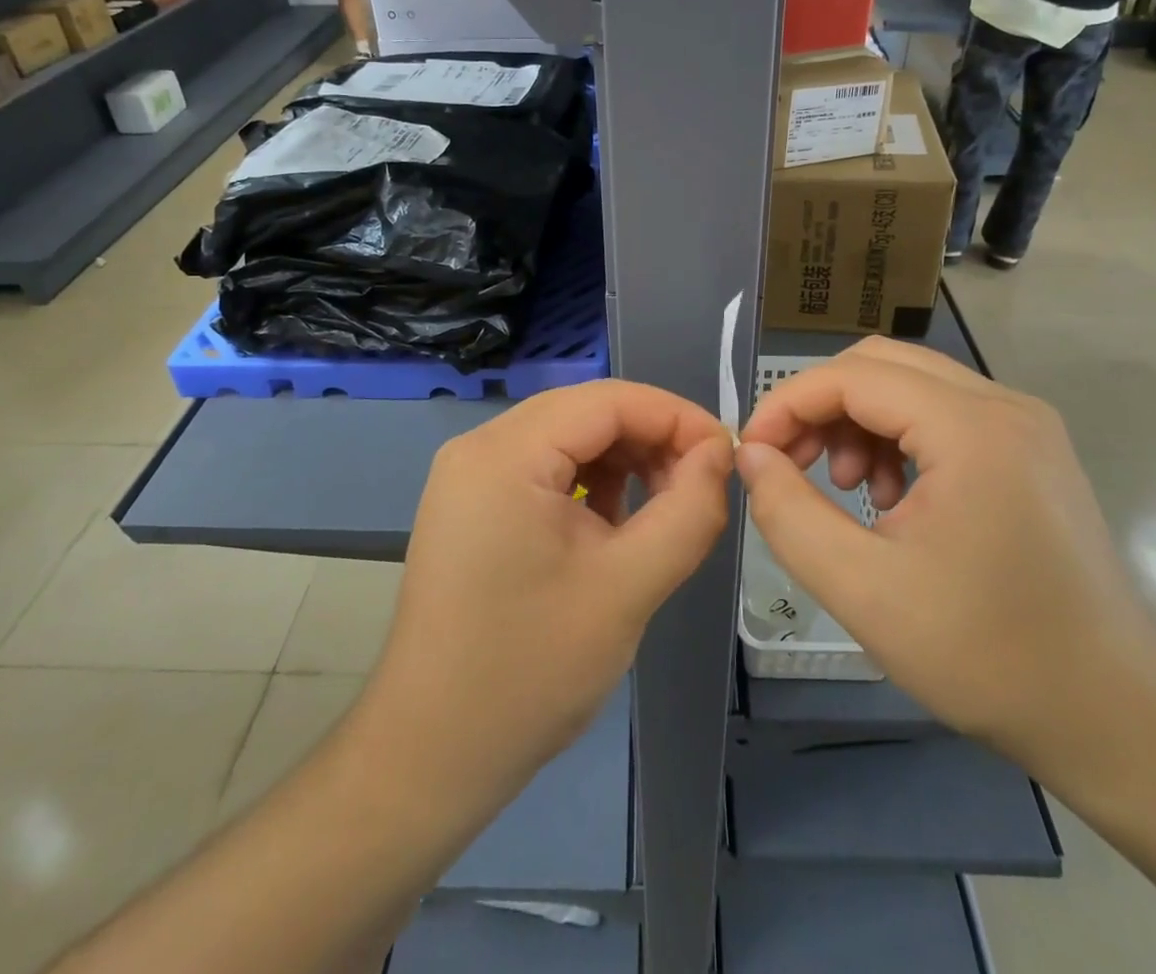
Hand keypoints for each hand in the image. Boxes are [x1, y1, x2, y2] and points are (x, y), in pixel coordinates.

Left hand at [364, 380, 731, 805]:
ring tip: (666, 506)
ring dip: (624, 460)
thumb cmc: (529, 671)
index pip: (607, 400)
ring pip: (568, 438)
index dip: (675, 416)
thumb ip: (687, 511)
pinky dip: (591, 483)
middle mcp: (480, 447)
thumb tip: (718, 455)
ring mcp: (470, 476)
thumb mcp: (627, 588)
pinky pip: (545, 469)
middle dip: (651, 439)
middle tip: (700, 484)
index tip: (725, 455)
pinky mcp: (473, 505)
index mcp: (505, 454)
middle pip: (585, 413)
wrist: (430, 755)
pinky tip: (617, 522)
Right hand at [737, 339, 1155, 773]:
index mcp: (971, 428)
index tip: (752, 453)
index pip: (851, 376)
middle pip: (881, 365)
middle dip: (821, 407)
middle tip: (791, 465)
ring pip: (911, 385)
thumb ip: (788, 512)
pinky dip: (898, 438)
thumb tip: (750, 454)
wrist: (1117, 719)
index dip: (788, 404)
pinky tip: (892, 500)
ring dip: (858, 421)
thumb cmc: (987, 656)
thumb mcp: (862, 590)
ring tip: (845, 488)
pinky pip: (944, 414)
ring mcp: (1025, 425)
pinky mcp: (1031, 450)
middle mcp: (1004, 404)